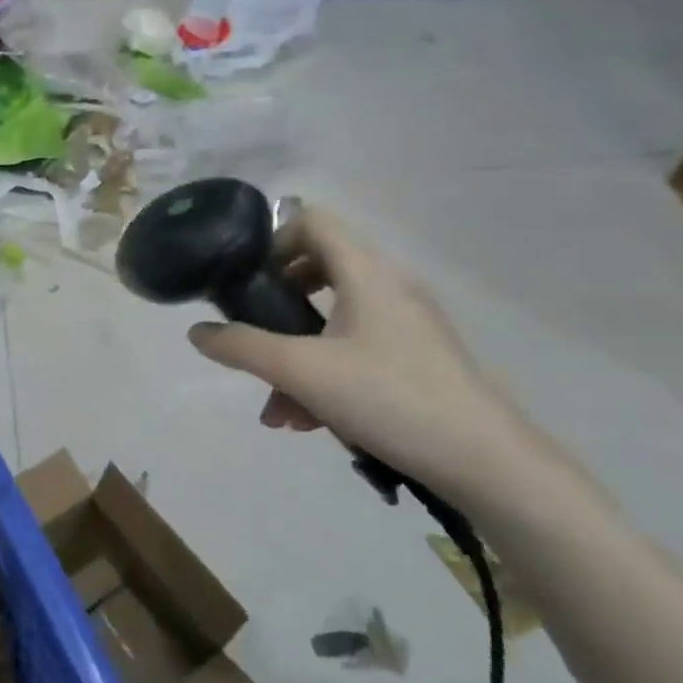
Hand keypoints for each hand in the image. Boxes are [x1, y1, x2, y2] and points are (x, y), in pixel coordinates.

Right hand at [187, 205, 549, 505]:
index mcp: (366, 272)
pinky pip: (357, 349)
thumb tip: (196, 332)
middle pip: (319, 271)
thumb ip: (243, 347)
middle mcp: (388, 286)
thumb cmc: (389, 398)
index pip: (312, 221)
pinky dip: (326, 374)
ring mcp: (407, 323)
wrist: (485, 461)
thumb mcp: (302, 372)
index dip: (272, 241)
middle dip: (277, 308)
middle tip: (254, 337)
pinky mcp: (417, 357)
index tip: (246, 281)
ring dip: (296, 357)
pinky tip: (309, 422)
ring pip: (334, 321)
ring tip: (278, 411)